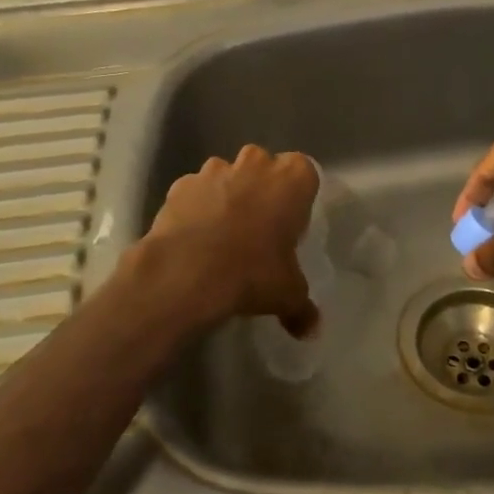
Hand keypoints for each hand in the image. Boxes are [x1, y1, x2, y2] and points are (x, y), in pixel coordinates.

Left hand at [135, 145, 320, 337]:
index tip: (290, 225)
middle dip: (262, 191)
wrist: (187, 273)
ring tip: (223, 236)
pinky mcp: (182, 184)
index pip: (305, 173)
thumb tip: (311, 330)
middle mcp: (256, 163)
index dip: (297, 198)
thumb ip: (302, 307)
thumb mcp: (288, 294)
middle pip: (265, 168)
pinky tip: (195, 239)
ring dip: (228, 196)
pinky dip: (196, 208)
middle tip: (259, 230)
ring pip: (228, 176)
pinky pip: (196, 192)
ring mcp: (215, 169)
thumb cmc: (252, 272)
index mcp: (293, 178)